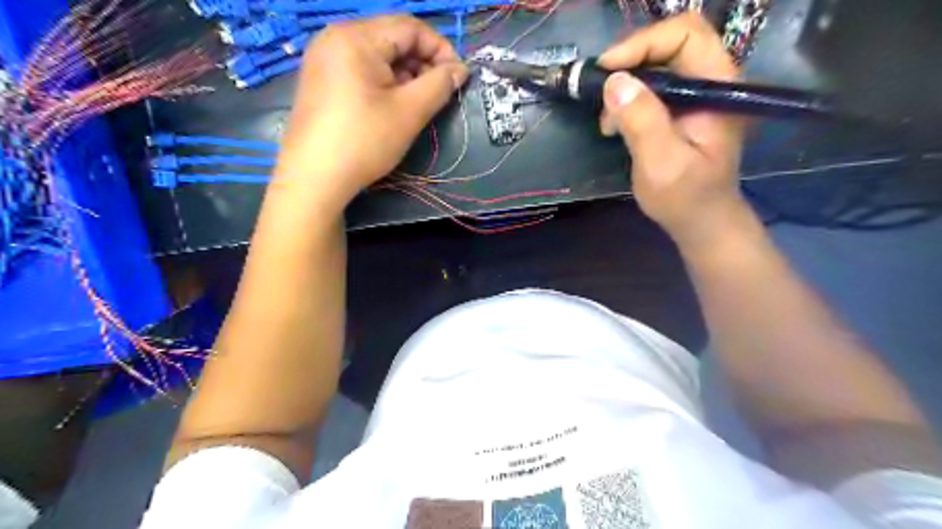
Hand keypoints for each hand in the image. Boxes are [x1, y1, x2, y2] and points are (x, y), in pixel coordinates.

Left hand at [273, 15, 466, 207]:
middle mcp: (336, 37)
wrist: (314, 178)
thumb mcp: (409, 112)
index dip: (441, 48)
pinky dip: (384, 82)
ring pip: (377, 55)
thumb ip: (439, 85)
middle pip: (392, 38)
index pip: (410, 27)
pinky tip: (391, 106)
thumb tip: (460, 69)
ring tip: (417, 103)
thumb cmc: (364, 141)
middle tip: (439, 93)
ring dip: (405, 74)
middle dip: (422, 62)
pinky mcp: (320, 79)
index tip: (457, 77)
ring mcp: (324, 58)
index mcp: (356, 37)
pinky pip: (360, 69)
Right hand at [599, 14, 747, 243]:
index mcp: (717, 87)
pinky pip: (652, 85)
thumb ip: (642, 121)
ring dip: (626, 83)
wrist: (701, 220)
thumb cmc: (685, 198)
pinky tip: (615, 124)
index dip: (643, 44)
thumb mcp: (661, 163)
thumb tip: (614, 81)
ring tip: (607, 119)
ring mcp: (697, 94)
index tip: (607, 70)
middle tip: (601, 88)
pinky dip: (628, 98)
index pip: (685, 35)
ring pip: (658, 63)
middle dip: (630, 61)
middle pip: (670, 43)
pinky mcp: (681, 108)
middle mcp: (711, 81)